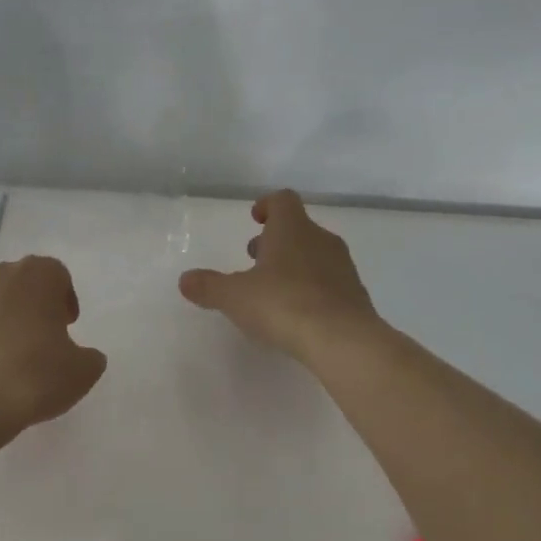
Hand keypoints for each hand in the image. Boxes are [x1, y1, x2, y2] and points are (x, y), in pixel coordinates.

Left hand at [0, 256, 108, 429]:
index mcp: (35, 276)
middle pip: (16, 283)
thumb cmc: (33, 376)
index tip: (65, 327)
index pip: (56, 275)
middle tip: (35, 342)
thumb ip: (87, 356)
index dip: (63, 299)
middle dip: (26, 307)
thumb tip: (81, 356)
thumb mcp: (81, 372)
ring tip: (0, 362)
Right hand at [178, 190, 381, 364]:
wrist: (343, 340)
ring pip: (315, 254)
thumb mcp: (235, 297)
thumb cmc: (284, 304)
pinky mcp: (355, 295)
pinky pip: (329, 281)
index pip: (283, 200)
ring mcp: (343, 267)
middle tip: (255, 260)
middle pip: (298, 228)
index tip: (254, 219)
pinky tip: (298, 314)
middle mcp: (320, 239)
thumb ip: (208, 286)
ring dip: (294, 264)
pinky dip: (312, 288)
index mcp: (292, 229)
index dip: (267, 205)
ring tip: (273, 290)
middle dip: (275, 240)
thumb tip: (185, 280)